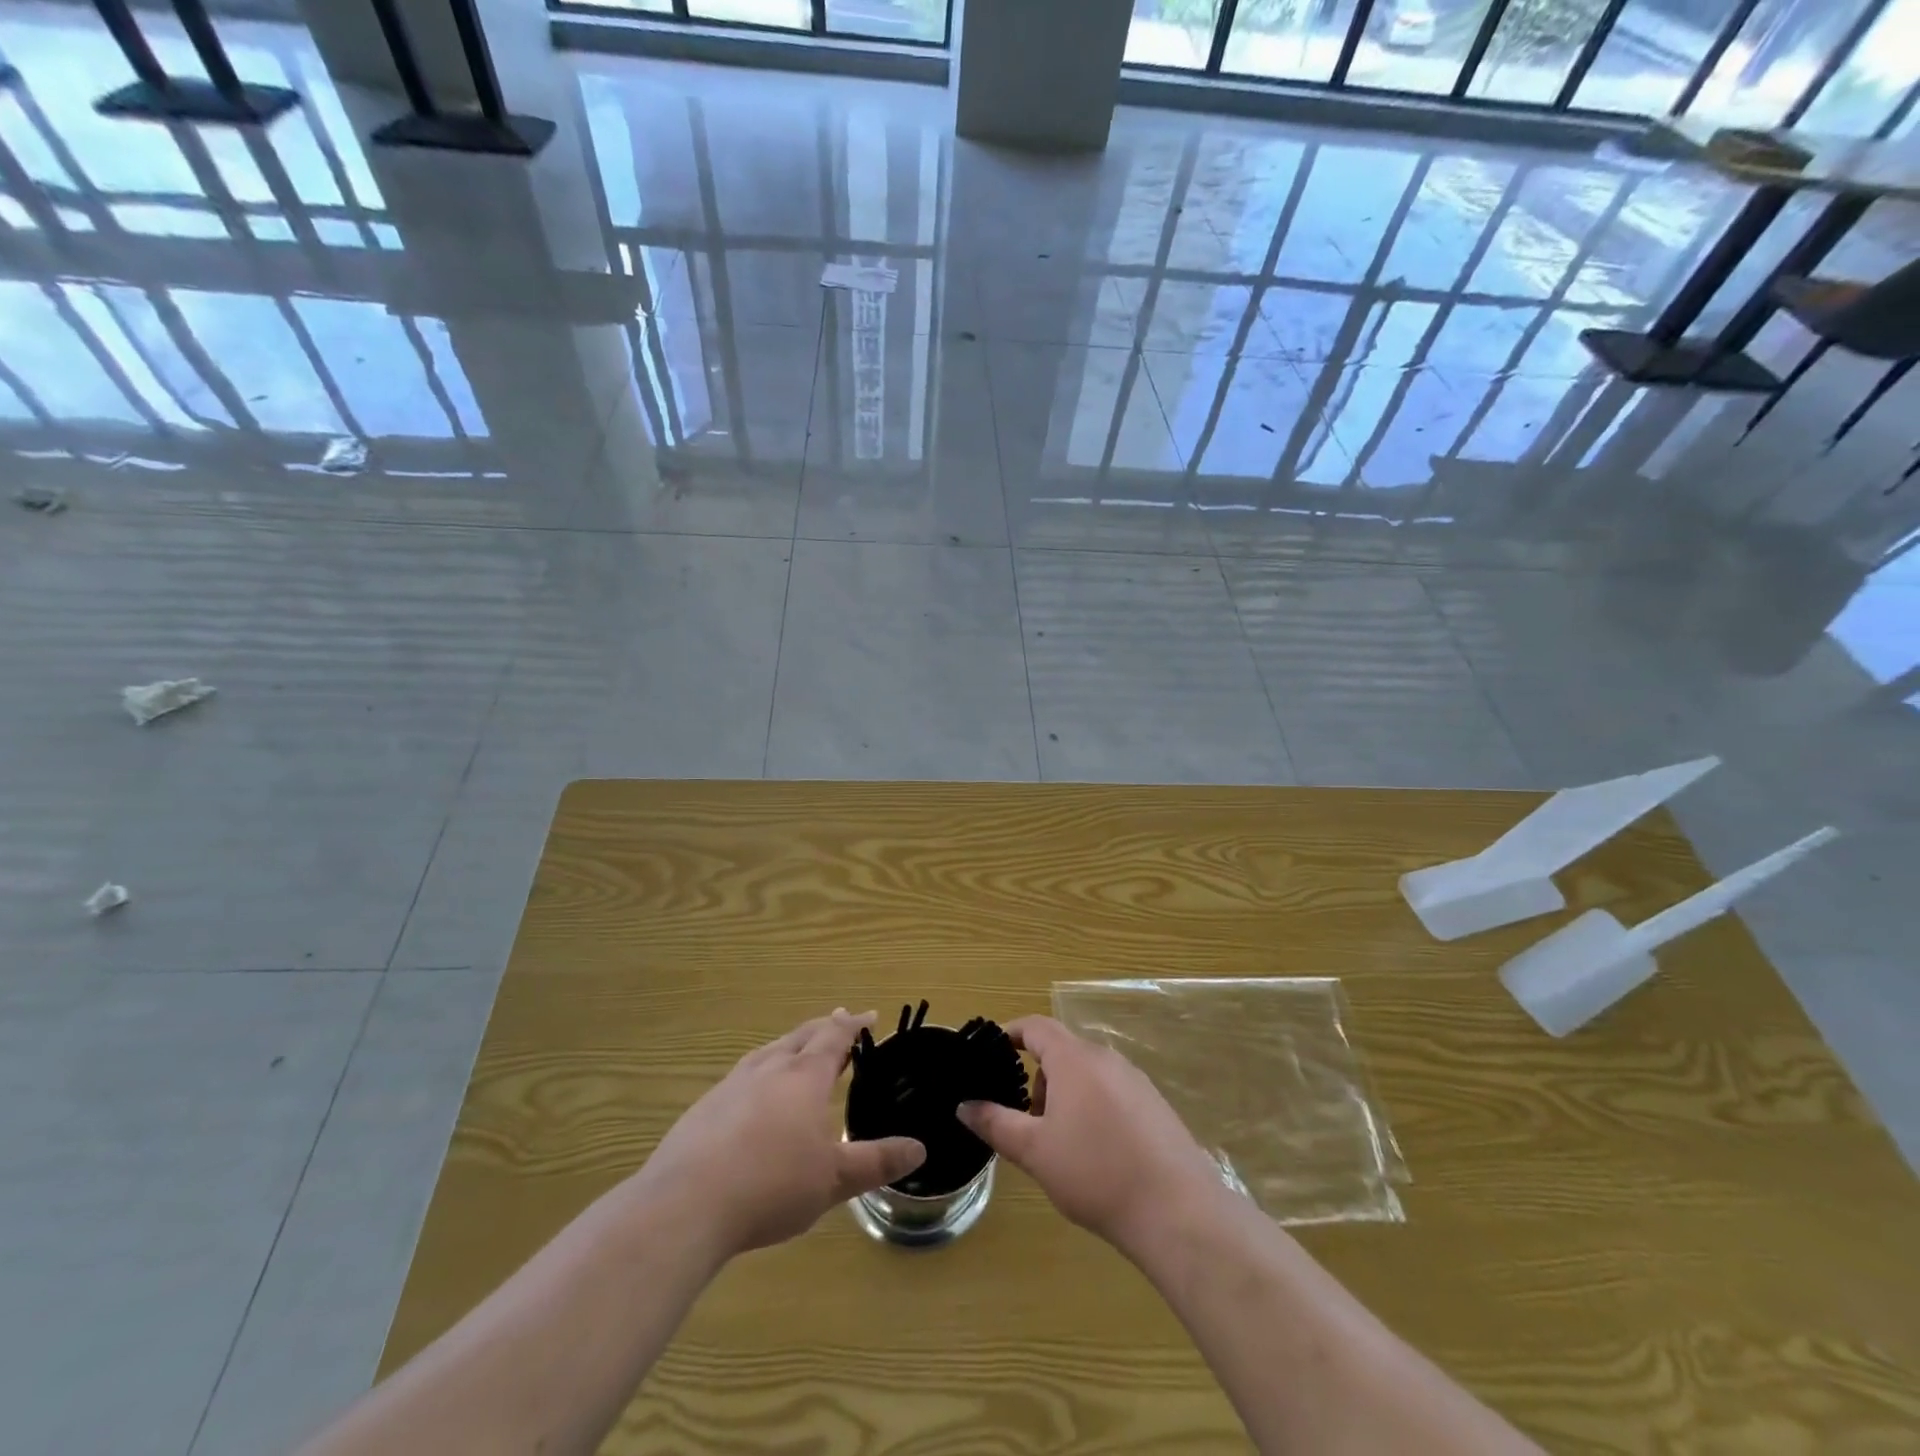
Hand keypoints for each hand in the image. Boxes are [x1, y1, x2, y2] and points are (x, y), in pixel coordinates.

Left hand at [635, 1010, 925, 1258]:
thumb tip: (919, 1148)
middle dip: (824, 1028)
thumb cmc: (772, 1185)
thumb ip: (876, 1162)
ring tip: (797, 1051)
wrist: (686, 1204)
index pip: (835, 1037)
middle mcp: (769, 1069)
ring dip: (790, 1046)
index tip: (869, 1016)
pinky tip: (753, 1096)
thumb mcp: (834, 1179)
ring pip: (769, 1052)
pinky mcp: (704, 1108)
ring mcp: (732, 1085)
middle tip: (839, 1023)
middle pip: (801, 1036)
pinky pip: (742, 1076)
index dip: (854, 1024)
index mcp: (805, 1077)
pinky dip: (760, 1073)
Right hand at [957, 1016, 1223, 1254]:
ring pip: (1087, 1073)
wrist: (1176, 1210)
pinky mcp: (1155, 1105)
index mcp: (1074, 1059)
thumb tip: (964, 1105)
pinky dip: (1093, 1107)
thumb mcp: (1034, 1151)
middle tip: (1027, 1121)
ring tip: (1060, 1144)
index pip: (1036, 1027)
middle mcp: (1106, 1058)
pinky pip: (1112, 1091)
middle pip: (1062, 1051)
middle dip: (1039, 1078)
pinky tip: (1097, 1153)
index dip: (1011, 1033)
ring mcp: (1135, 1080)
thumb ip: (995, 1123)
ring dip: (1065, 1095)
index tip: (993, 1052)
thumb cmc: (1096, 1173)